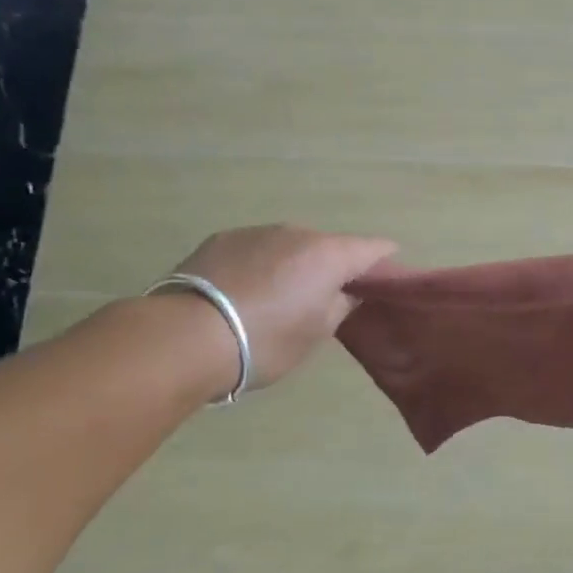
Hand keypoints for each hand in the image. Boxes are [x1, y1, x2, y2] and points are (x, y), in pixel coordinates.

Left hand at [169, 225, 396, 390]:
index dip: (384, 260)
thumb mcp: (315, 333)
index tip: (386, 276)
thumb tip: (345, 292)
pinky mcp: (221, 239)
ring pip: (289, 245)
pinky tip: (244, 292)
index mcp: (329, 254)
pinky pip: (256, 249)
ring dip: (293, 264)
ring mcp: (257, 232)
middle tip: (326, 297)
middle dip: (333, 266)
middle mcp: (297, 232)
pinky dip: (260, 265)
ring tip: (278, 297)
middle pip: (328, 246)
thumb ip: (339, 306)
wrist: (185, 337)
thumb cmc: (265, 340)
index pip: (372, 247)